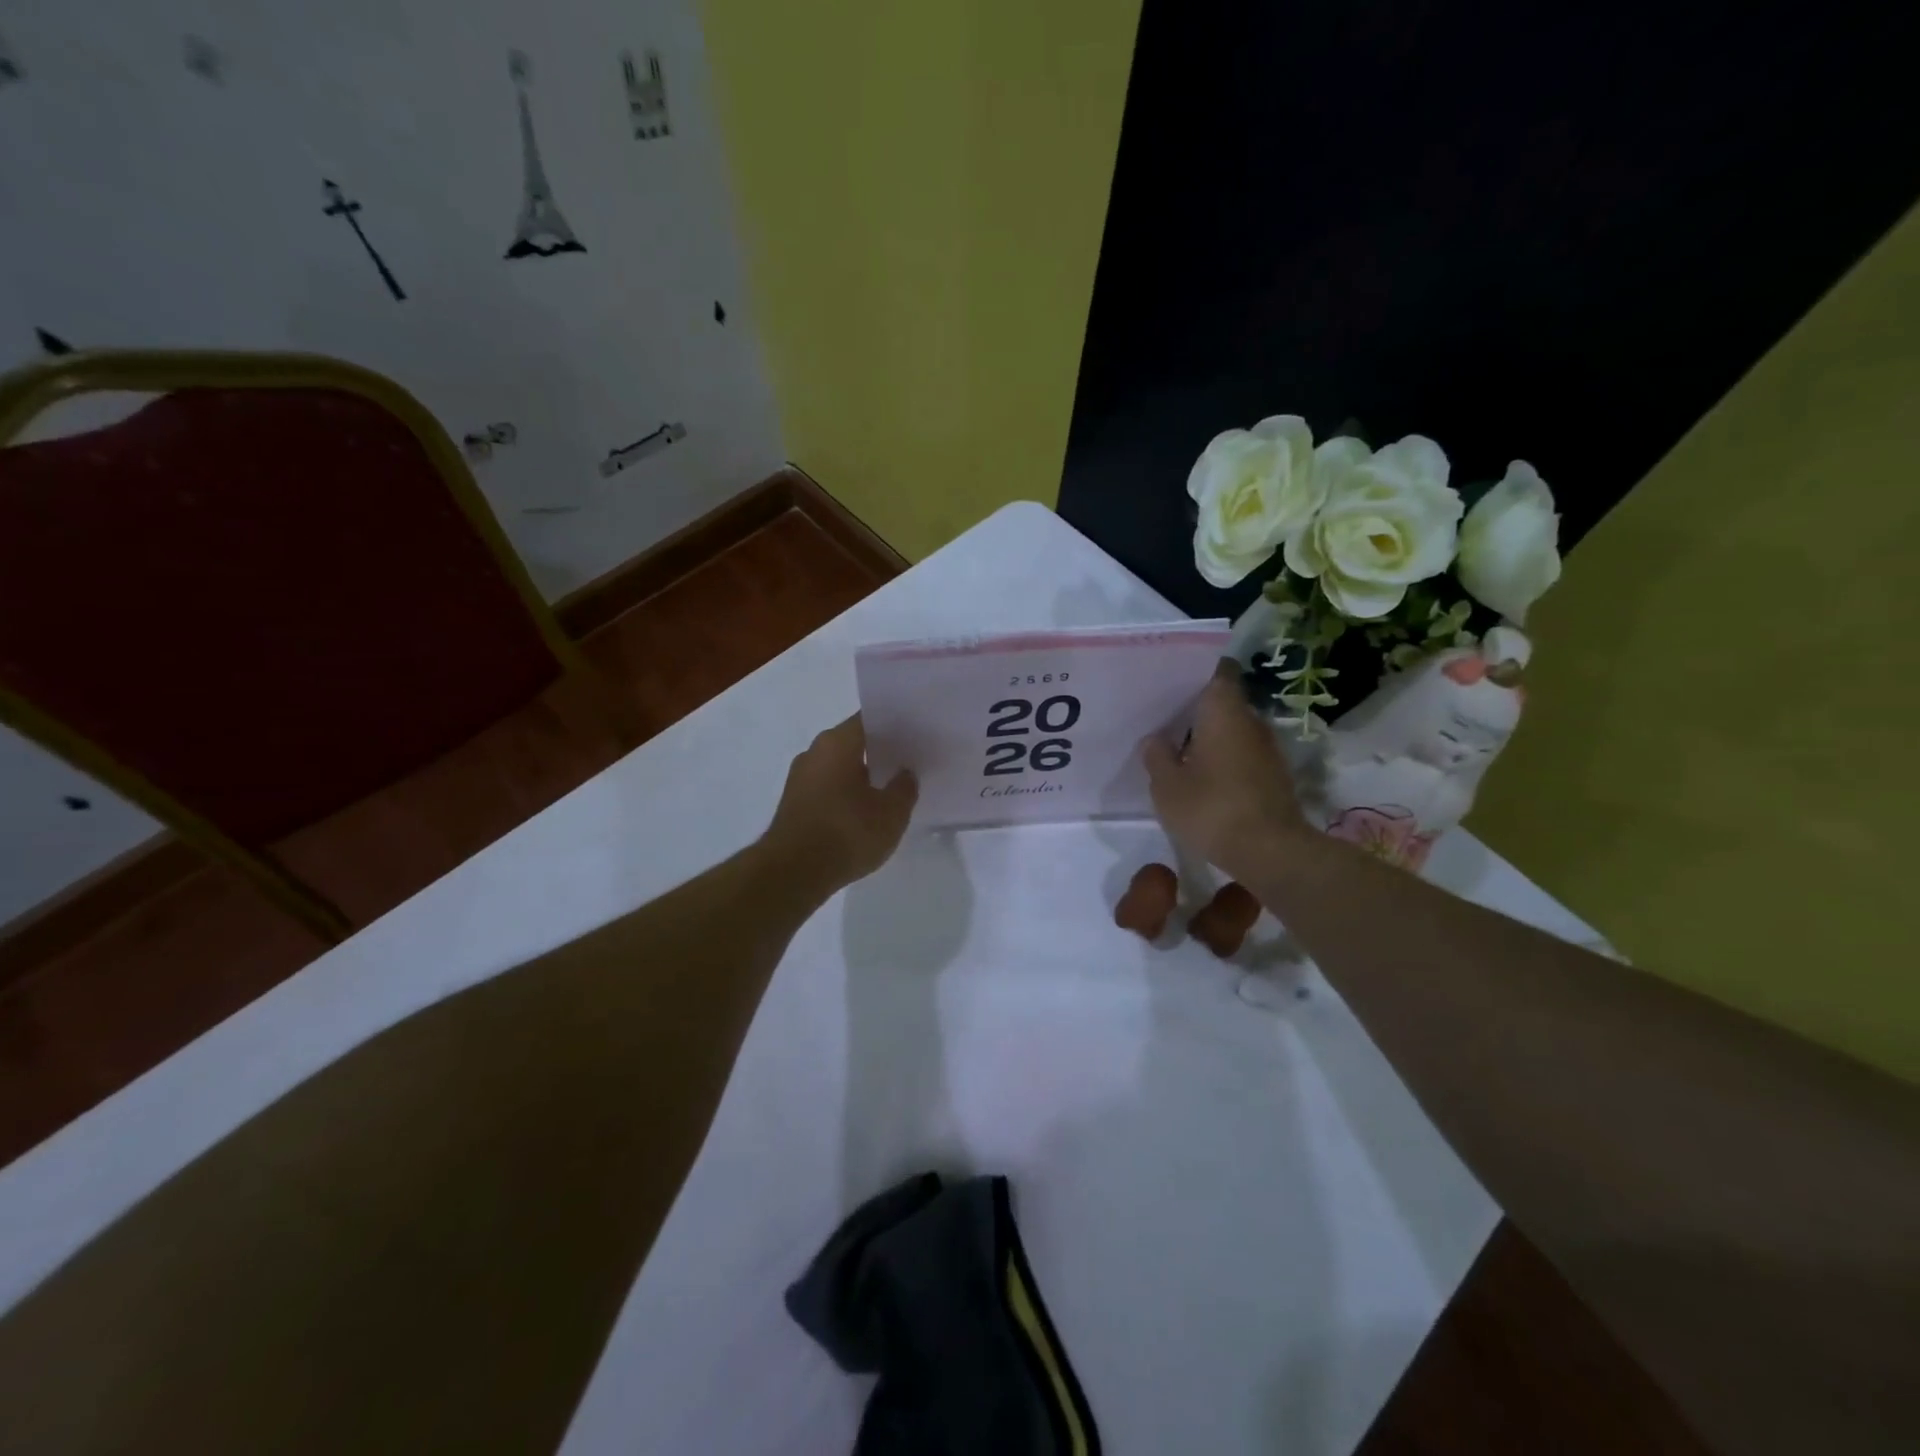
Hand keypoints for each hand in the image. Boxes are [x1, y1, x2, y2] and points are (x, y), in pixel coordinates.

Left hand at [763, 715, 916, 892]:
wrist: (793, 873)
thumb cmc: (846, 833)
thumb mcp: (891, 813)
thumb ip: (904, 788)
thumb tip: (906, 773)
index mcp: (837, 742)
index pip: (870, 720)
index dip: (895, 726)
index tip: (915, 736)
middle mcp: (814, 751)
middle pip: (853, 742)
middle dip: (879, 751)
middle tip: (907, 763)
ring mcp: (799, 778)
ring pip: (839, 766)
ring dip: (861, 775)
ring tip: (888, 791)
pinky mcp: (793, 803)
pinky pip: (827, 788)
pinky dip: (845, 794)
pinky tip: (864, 813)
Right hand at [1142, 660, 1312, 881]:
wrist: (1270, 851)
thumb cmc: (1212, 808)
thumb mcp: (1167, 785)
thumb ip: (1156, 756)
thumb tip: (1155, 739)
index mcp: (1223, 711)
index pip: (1217, 672)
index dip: (1196, 673)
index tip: (1172, 683)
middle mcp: (1251, 721)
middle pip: (1223, 702)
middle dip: (1197, 710)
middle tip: (1164, 721)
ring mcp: (1267, 749)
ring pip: (1233, 730)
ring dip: (1210, 738)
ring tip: (1178, 751)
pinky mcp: (1273, 775)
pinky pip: (1242, 754)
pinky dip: (1223, 759)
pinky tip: (1201, 777)